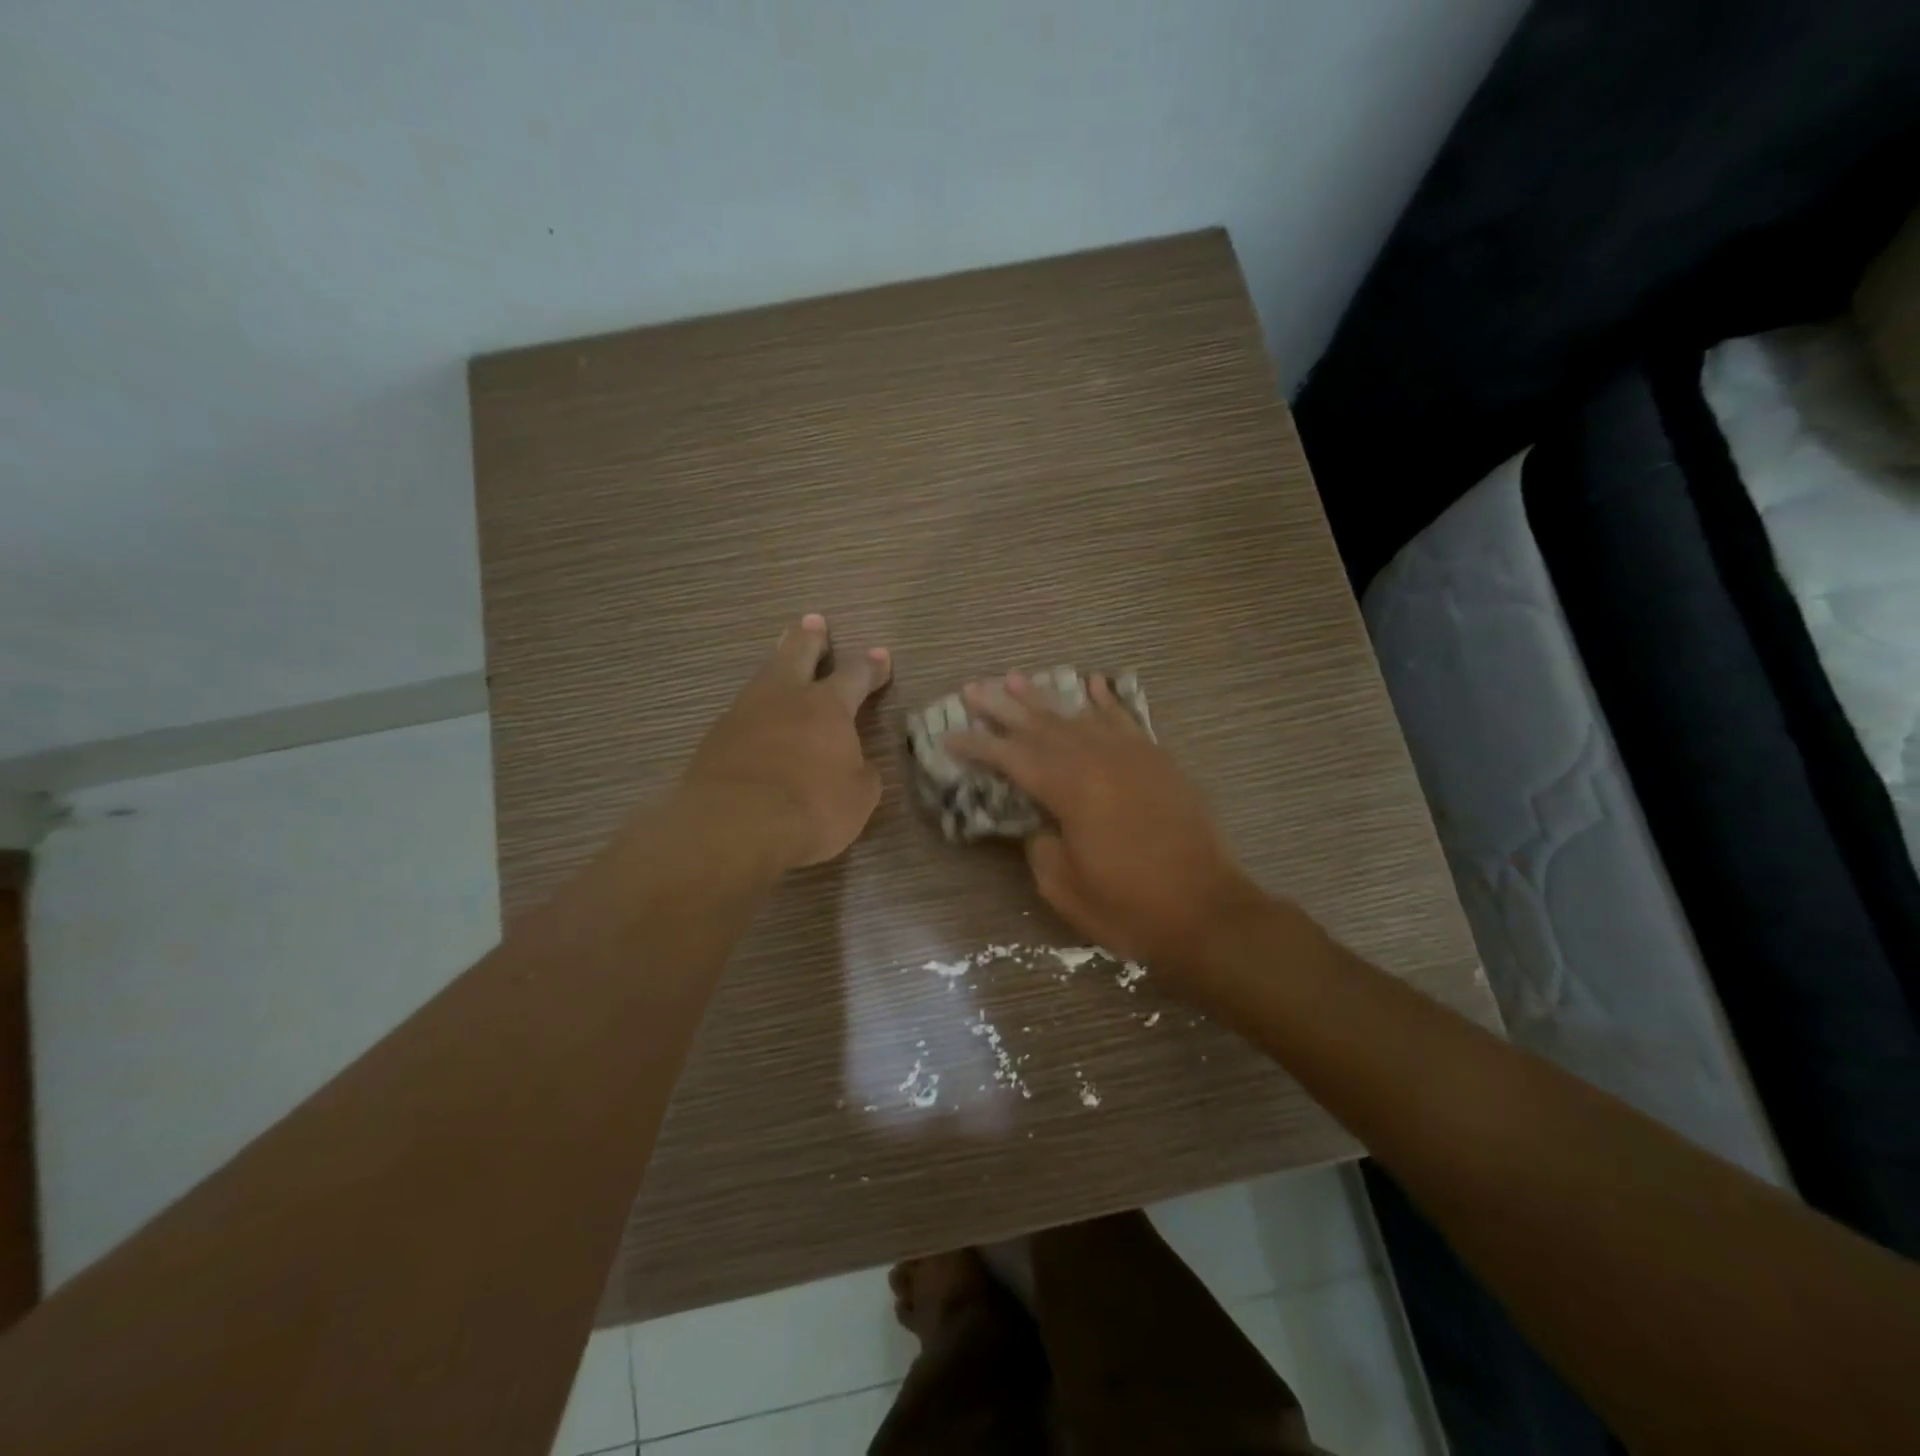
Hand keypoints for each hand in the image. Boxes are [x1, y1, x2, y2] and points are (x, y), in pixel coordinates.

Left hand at [683, 614, 891, 868]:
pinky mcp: (715, 738)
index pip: (855, 675)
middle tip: (813, 622)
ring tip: (780, 656)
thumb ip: (860, 772)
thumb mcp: (858, 797)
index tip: (881, 655)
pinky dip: (755, 710)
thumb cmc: (812, 808)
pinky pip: (741, 712)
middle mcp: (785, 698)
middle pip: (798, 654)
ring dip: (776, 664)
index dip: (871, 666)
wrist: (735, 825)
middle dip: (810, 638)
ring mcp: (744, 714)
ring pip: (764, 677)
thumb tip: (853, 764)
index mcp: (828, 706)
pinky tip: (755, 718)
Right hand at [944, 673, 1267, 975]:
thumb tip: (1038, 821)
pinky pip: (1125, 720)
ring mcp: (1132, 755)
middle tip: (974, 688)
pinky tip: (1092, 684)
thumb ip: (1039, 844)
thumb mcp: (1062, 885)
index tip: (949, 734)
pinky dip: (1106, 701)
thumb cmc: (1127, 906)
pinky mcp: (1158, 761)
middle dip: (1003, 708)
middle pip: (1040, 726)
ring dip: (1045, 697)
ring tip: (1017, 678)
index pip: (1011, 758)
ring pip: (1079, 716)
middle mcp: (1097, 759)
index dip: (977, 746)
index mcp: (1069, 789)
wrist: (1206, 911)